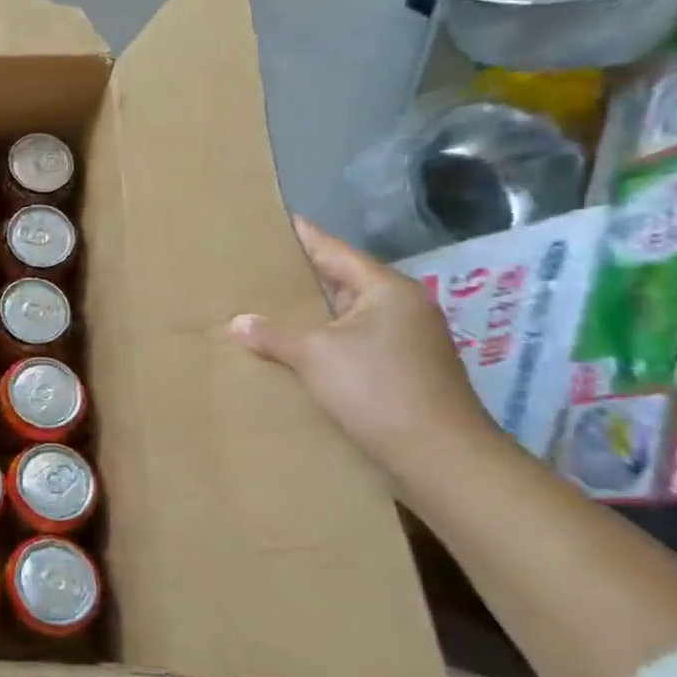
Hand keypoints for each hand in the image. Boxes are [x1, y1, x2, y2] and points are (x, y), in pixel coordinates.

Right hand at [227, 216, 496, 474]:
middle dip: (302, 276)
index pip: (335, 251)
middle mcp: (402, 307)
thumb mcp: (314, 354)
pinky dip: (324, 339)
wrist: (438, 455)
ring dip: (312, 312)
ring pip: (347, 314)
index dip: (304, 236)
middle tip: (258, 265)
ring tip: (267, 305)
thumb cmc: (376, 388)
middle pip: (343, 280)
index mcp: (386, 290)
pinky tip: (295, 347)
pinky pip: (353, 341)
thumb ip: (273, 334)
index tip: (277, 221)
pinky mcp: (403, 370)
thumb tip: (238, 322)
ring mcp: (406, 340)